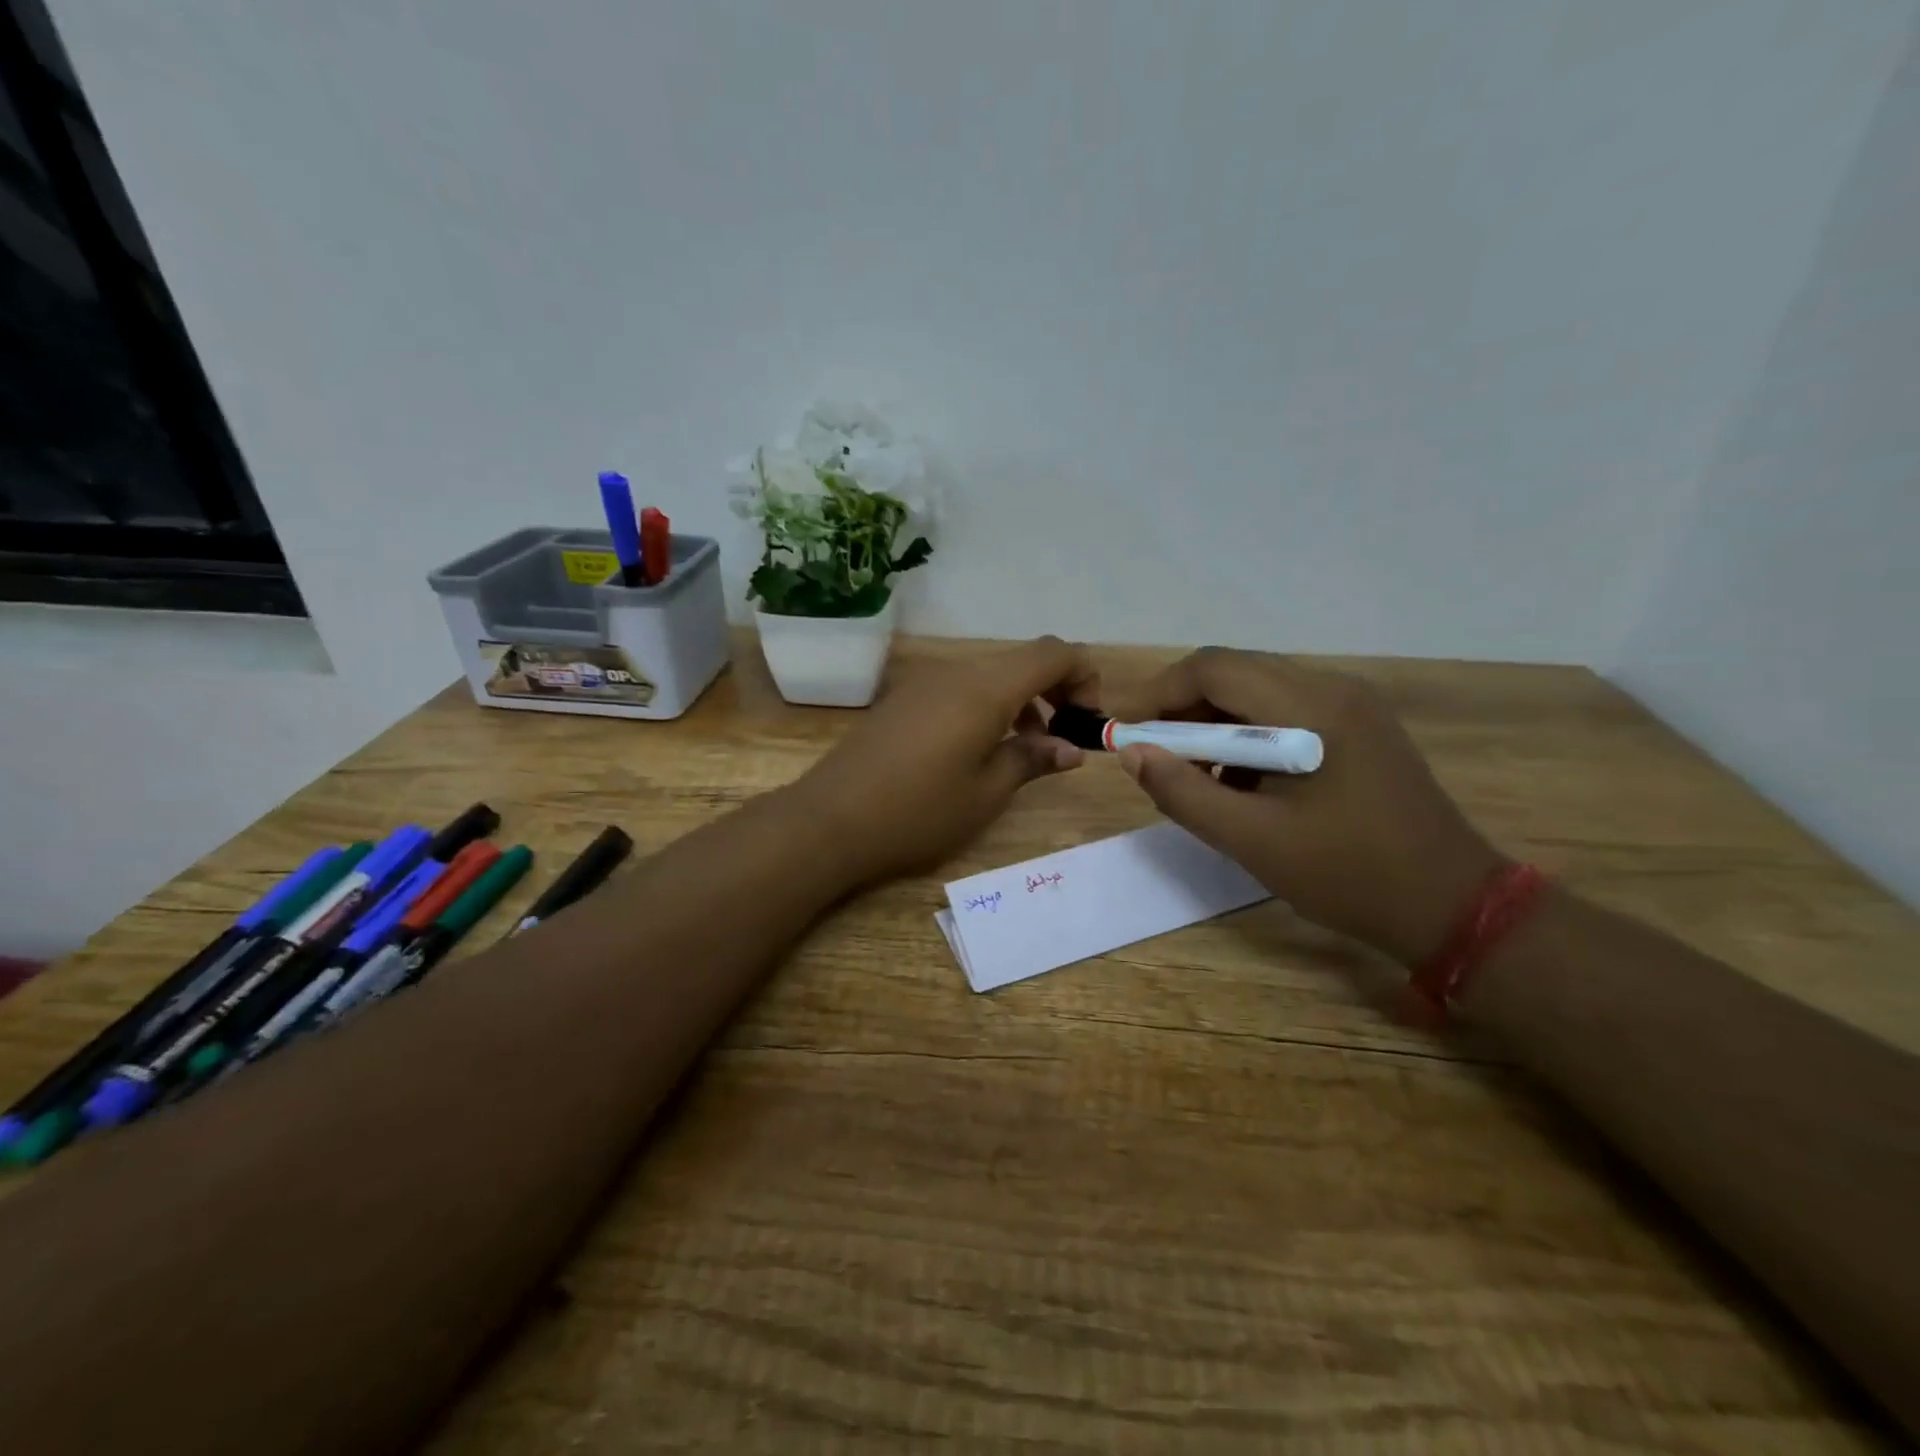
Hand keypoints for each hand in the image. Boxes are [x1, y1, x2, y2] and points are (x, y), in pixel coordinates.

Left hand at [795, 637, 1096, 884]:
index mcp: (986, 689)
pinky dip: (987, 706)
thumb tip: (1071, 748)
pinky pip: (960, 688)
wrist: (831, 819)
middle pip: (1022, 660)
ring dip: (1020, 701)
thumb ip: (1032, 760)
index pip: (1053, 653)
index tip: (1087, 721)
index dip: (1084, 676)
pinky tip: (979, 749)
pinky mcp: (904, 699)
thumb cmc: (919, 811)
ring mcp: (925, 683)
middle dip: (1055, 690)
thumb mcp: (987, 792)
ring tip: (1026, 749)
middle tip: (1063, 738)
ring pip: (991, 674)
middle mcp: (957, 672)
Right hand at [1102, 649, 1504, 965]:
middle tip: (1153, 754)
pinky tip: (1241, 781)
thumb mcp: (1251, 840)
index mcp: (1310, 708)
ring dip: (1214, 722)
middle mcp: (1333, 688)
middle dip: (1182, 708)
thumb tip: (1131, 753)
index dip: (1158, 693)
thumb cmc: (1348, 875)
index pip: (1214, 669)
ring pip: (1258, 691)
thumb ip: (1183, 792)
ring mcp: (1352, 705)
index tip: (1125, 732)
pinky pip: (1285, 711)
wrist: (1451, 905)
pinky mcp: (1360, 726)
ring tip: (1194, 774)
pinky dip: (1248, 735)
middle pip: (1234, 673)